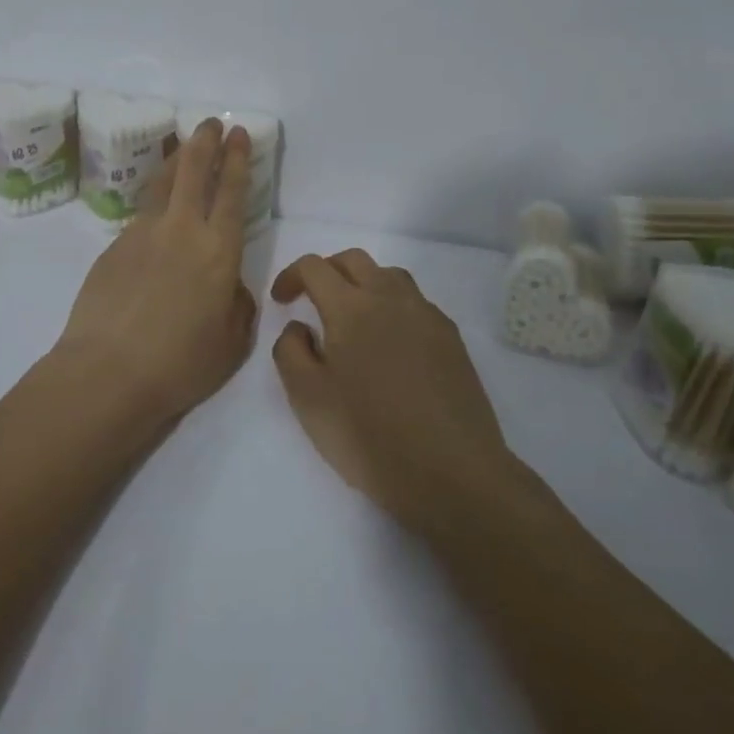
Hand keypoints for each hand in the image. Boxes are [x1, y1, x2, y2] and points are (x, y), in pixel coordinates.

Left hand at [55, 119, 257, 428]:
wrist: (107, 372)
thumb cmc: (180, 364)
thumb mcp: (232, 343)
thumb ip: (238, 305)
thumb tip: (229, 286)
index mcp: (218, 251)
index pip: (232, 192)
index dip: (237, 160)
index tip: (238, 134)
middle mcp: (182, 230)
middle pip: (193, 171)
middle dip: (205, 142)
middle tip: (211, 122)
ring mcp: (143, 234)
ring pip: (162, 183)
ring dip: (176, 160)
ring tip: (183, 146)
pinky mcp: (114, 246)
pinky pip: (141, 215)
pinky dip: (154, 203)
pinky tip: (155, 215)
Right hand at [270, 250, 513, 527]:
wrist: (452, 473)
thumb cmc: (370, 436)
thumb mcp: (307, 399)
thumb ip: (290, 351)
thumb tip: (300, 326)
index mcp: (351, 307)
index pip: (314, 267)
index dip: (291, 275)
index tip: (281, 301)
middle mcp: (390, 298)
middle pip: (353, 260)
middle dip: (327, 271)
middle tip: (312, 300)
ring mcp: (426, 315)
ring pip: (389, 275)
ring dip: (364, 283)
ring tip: (353, 318)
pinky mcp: (451, 338)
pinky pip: (415, 303)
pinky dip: (394, 306)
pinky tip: (391, 343)